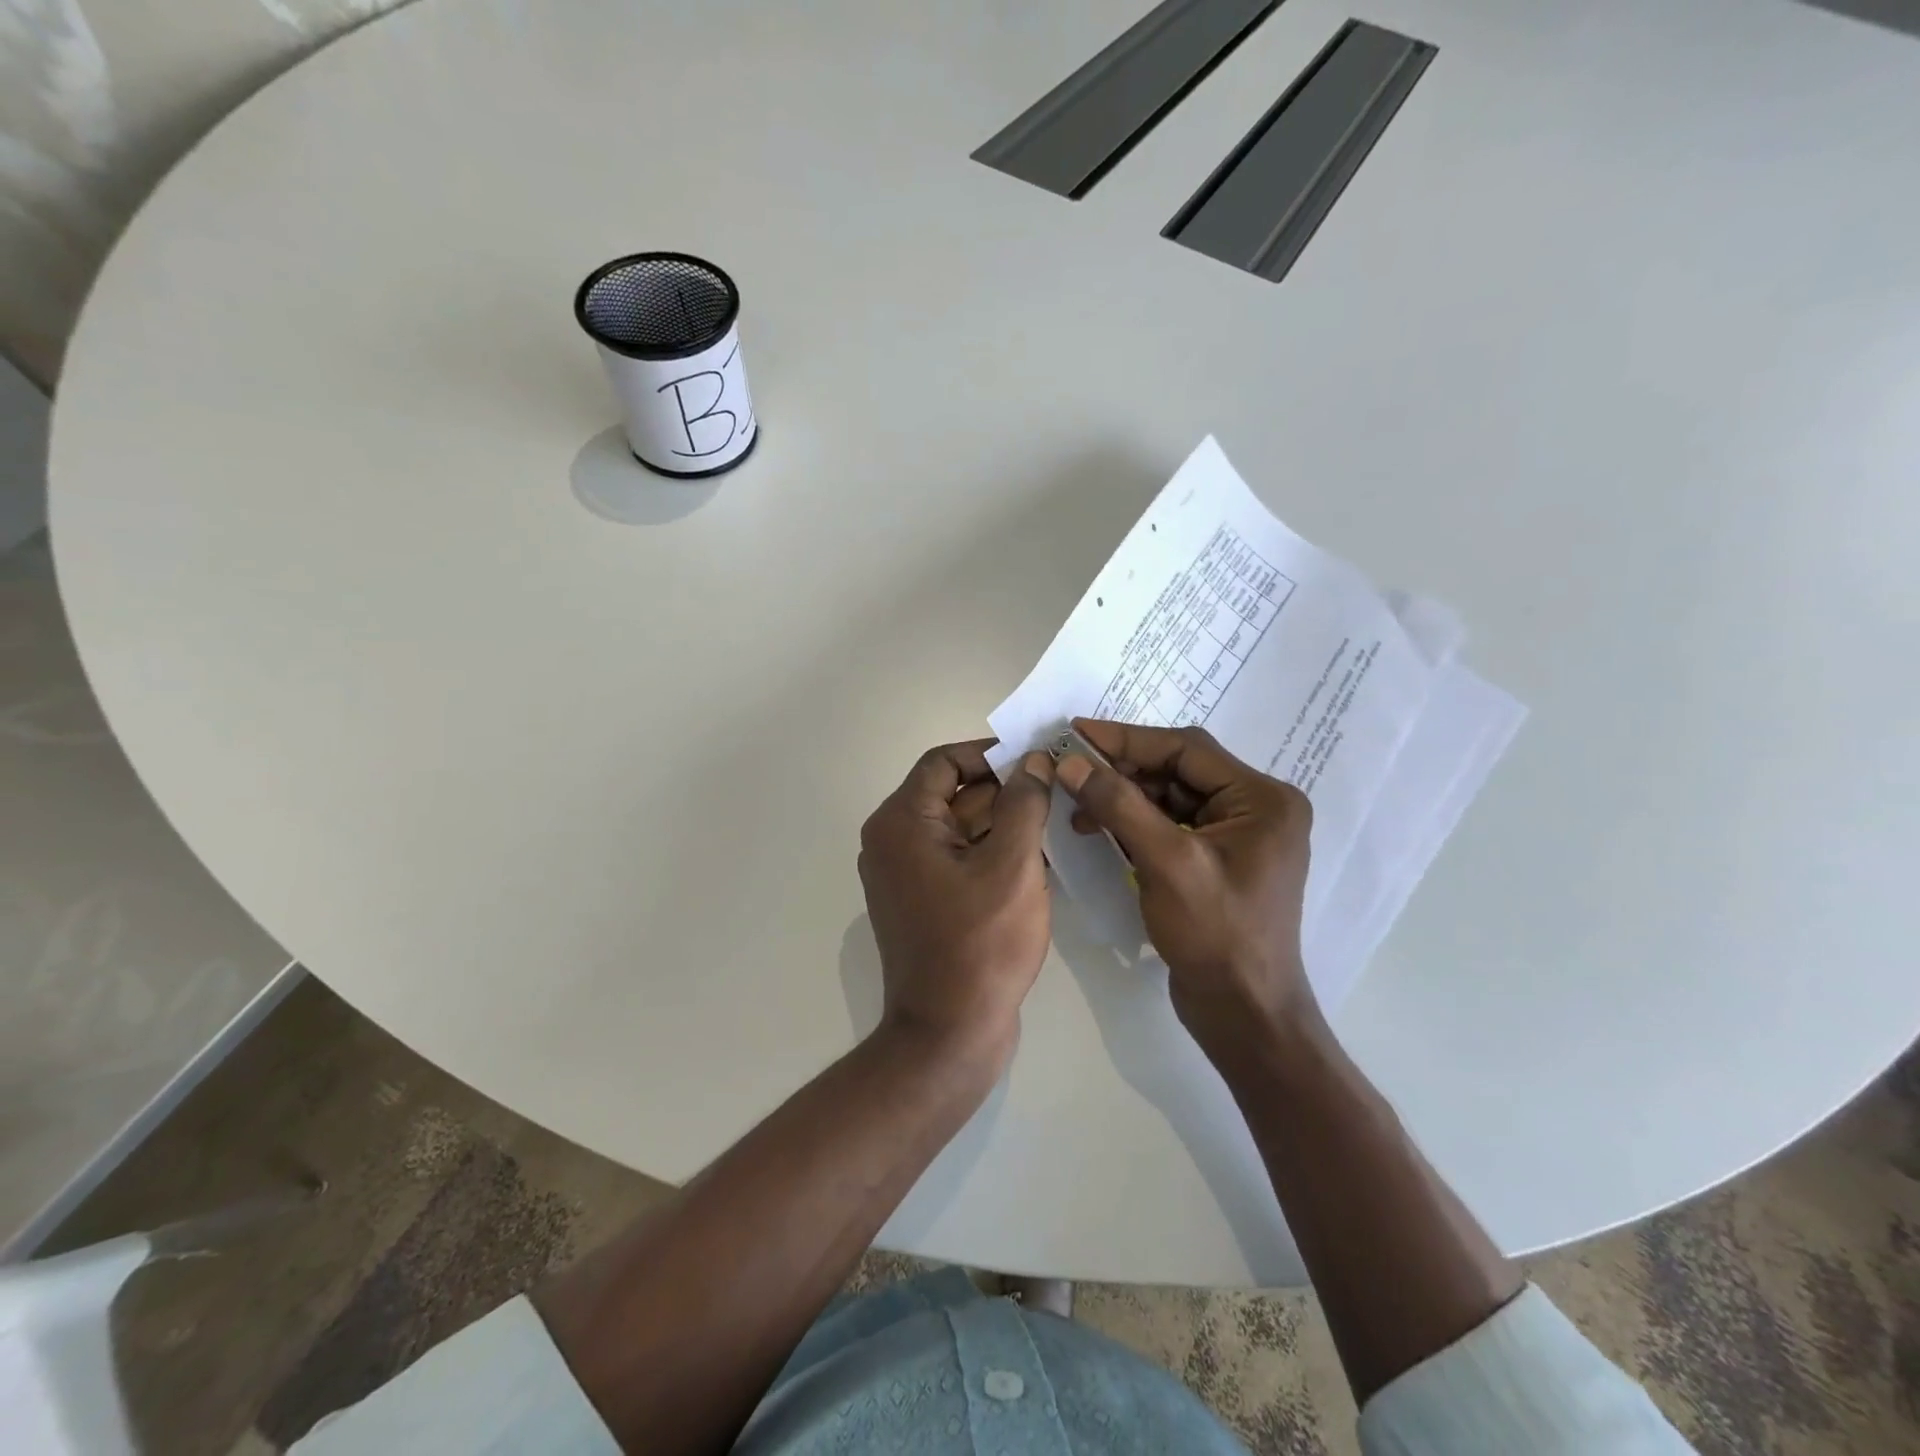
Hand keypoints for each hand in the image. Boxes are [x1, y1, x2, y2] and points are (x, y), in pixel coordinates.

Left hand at [858, 740, 1054, 1065]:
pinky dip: (991, 853)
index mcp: (901, 822)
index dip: (990, 755)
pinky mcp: (921, 902)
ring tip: (1055, 823)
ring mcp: (904, 875)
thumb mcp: (1012, 864)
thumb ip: (1024, 802)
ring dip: (1002, 823)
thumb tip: (1033, 761)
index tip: (1036, 762)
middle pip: (951, 794)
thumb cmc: (980, 943)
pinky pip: (957, 860)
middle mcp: (892, 841)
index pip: (944, 761)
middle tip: (1056, 791)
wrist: (949, 1033)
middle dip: (1004, 790)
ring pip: (958, 828)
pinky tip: (1036, 859)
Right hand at [1054, 719, 1316, 1054]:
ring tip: (1076, 805)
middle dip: (1120, 771)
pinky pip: (1168, 825)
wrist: (1243, 1014)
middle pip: (1177, 770)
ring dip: (1122, 798)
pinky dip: (1132, 824)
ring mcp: (1236, 836)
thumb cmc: (1216, 934)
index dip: (1126, 738)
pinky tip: (1097, 829)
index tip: (1075, 731)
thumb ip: (1119, 805)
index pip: (1186, 749)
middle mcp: (1255, 808)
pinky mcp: (1215, 861)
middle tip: (1069, 769)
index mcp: (1262, 799)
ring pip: (1168, 797)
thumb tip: (1070, 762)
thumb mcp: (1166, 862)